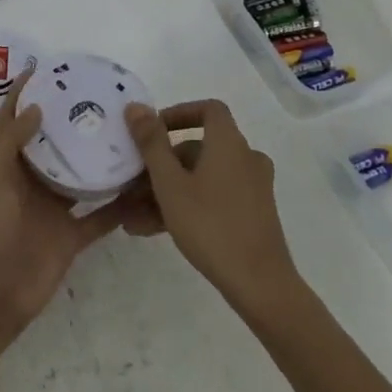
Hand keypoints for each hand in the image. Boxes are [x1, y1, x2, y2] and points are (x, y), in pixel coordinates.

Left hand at [0, 69, 121, 337]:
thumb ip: (11, 141)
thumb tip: (35, 106)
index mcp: (5, 164)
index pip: (12, 121)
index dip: (24, 95)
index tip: (46, 69)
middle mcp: (30, 181)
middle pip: (52, 144)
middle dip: (70, 121)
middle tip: (100, 96)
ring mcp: (53, 208)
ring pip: (81, 177)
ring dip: (98, 159)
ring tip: (128, 132)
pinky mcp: (73, 235)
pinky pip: (101, 215)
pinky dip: (120, 203)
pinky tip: (144, 183)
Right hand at [123, 99, 296, 315]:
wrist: (260, 284)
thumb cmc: (211, 225)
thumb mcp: (170, 184)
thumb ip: (151, 143)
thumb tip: (136, 107)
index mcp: (229, 144)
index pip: (208, 109)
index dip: (179, 113)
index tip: (152, 130)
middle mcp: (245, 159)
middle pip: (198, 148)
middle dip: (161, 165)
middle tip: (131, 185)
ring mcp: (251, 188)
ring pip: (201, 178)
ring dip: (166, 191)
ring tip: (132, 216)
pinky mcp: (251, 214)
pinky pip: (212, 198)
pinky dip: (186, 206)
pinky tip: (152, 230)